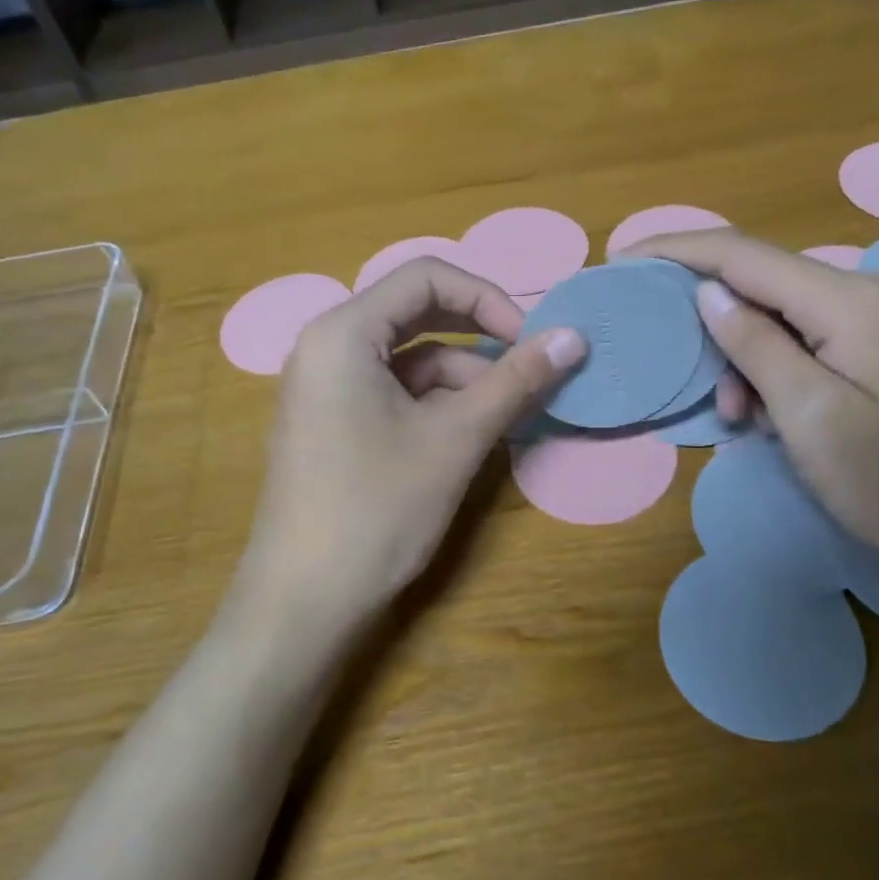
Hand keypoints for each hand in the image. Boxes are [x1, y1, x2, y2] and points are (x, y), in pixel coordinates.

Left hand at [238, 258, 585, 629]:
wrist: (303, 602)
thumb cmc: (377, 509)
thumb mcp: (455, 439)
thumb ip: (516, 381)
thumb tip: (575, 337)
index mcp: (343, 332)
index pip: (427, 277)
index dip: (488, 298)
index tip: (531, 341)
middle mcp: (327, 347)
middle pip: (418, 314)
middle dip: (479, 339)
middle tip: (529, 369)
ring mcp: (326, 387)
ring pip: (410, 360)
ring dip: (464, 380)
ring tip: (508, 416)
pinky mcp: (333, 422)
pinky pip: (394, 392)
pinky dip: (437, 405)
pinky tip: (471, 435)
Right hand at [632, 229, 878, 568]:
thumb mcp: (810, 416)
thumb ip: (756, 345)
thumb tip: (706, 291)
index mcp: (848, 300)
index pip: (741, 254)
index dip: (675, 250)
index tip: (621, 258)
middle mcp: (865, 290)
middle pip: (759, 281)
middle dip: (710, 321)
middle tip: (687, 373)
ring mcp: (878, 315)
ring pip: (780, 314)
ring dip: (743, 357)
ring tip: (737, 415)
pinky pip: (806, 337)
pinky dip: (774, 368)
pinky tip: (771, 413)